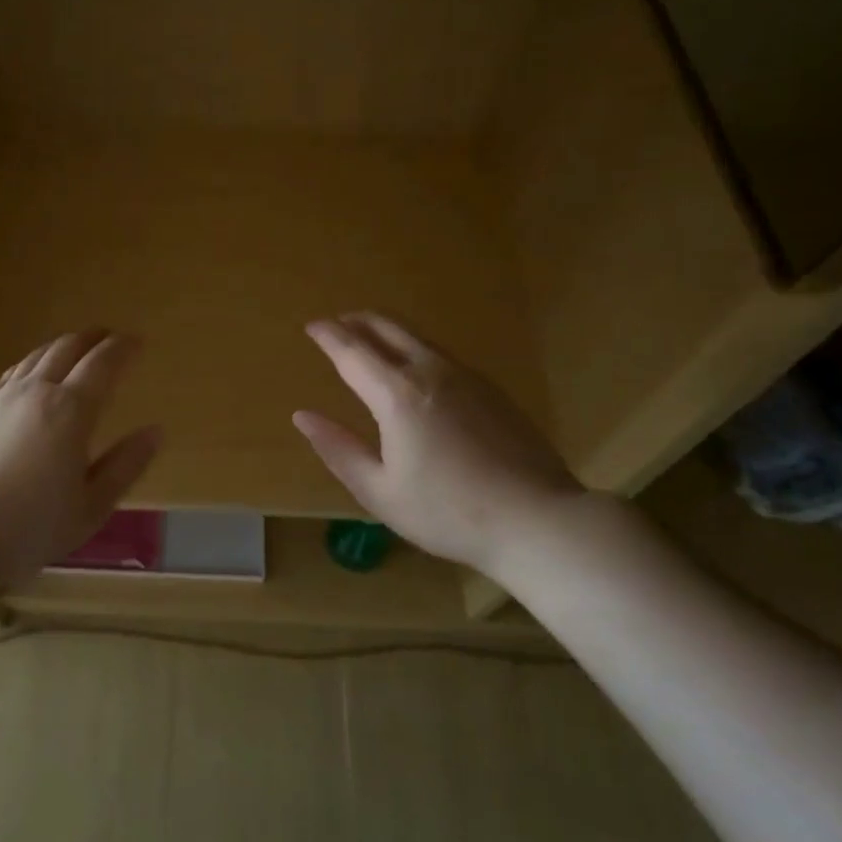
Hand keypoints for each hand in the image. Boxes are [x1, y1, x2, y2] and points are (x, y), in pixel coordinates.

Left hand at [0, 330, 161, 590]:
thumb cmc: (27, 528)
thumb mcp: (90, 508)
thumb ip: (124, 466)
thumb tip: (155, 432)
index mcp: (70, 411)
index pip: (102, 364)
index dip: (123, 348)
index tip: (137, 341)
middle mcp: (35, 392)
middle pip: (66, 349)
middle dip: (92, 338)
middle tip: (108, 337)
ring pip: (35, 357)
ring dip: (60, 347)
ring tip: (73, 349)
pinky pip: (10, 374)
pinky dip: (30, 365)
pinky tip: (28, 376)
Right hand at [293, 313, 581, 575]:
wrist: (537, 520)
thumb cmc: (448, 512)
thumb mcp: (380, 492)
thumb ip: (338, 449)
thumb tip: (303, 416)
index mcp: (397, 395)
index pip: (352, 351)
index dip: (328, 336)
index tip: (311, 326)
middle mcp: (430, 372)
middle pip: (387, 328)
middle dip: (357, 321)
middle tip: (337, 323)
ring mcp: (466, 376)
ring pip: (417, 337)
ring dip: (386, 330)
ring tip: (369, 338)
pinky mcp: (491, 389)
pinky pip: (441, 353)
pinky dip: (414, 347)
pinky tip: (415, 368)